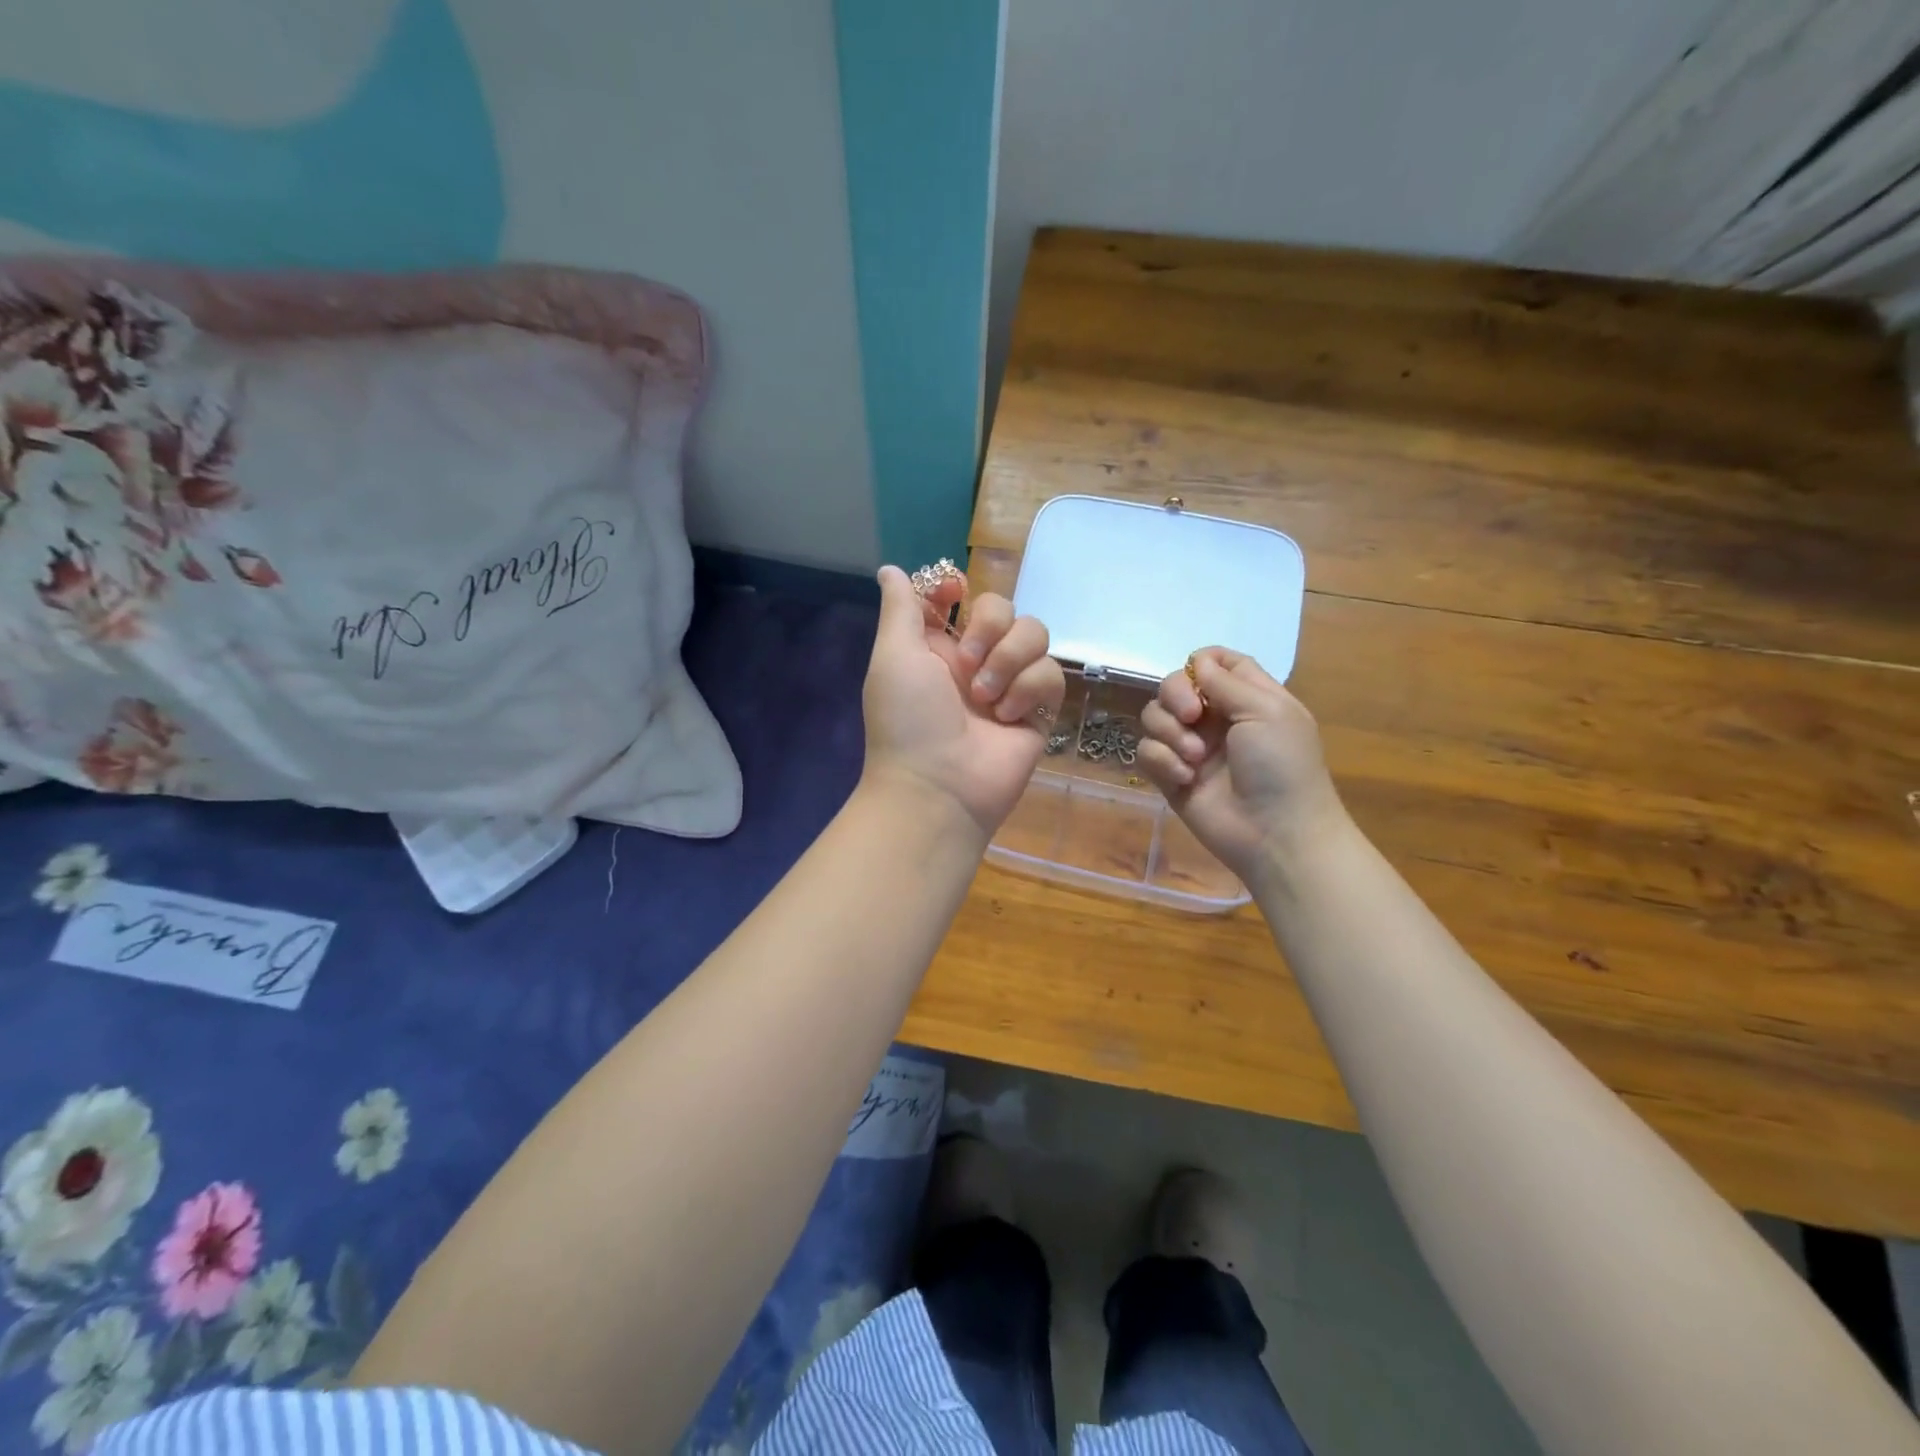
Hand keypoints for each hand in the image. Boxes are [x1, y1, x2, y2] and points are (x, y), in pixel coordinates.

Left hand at [861, 565, 1064, 839]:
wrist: (940, 787)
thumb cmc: (908, 719)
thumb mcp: (894, 655)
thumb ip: (901, 608)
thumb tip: (891, 569)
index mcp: (935, 645)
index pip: (957, 597)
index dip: (958, 588)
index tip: (954, 593)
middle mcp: (973, 659)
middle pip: (1003, 607)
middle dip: (990, 626)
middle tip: (969, 662)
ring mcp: (1008, 684)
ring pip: (1034, 634)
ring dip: (1010, 659)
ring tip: (985, 698)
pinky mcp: (1037, 709)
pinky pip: (1050, 674)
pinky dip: (1029, 689)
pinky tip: (1008, 715)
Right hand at [1136, 648, 1347, 884]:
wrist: (1275, 833)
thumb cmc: (1282, 766)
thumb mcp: (1268, 712)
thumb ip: (1228, 682)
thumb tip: (1196, 663)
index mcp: (1247, 698)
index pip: (1216, 663)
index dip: (1201, 663)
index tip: (1198, 676)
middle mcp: (1215, 719)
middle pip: (1175, 685)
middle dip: (1175, 696)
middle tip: (1191, 716)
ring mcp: (1191, 748)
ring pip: (1155, 717)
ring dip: (1170, 733)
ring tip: (1195, 758)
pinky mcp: (1171, 776)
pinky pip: (1147, 752)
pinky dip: (1162, 761)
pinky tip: (1185, 779)